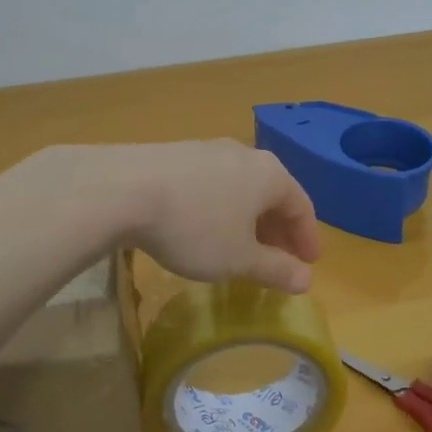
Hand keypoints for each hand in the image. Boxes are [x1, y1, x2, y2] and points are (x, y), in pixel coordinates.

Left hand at [48, 140, 321, 292]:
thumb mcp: (238, 259)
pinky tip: (202, 227)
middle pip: (271, 193)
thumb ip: (275, 269)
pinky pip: (211, 183)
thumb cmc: (195, 227)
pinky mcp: (176, 154)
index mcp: (270, 175)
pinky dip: (219, 207)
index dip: (306, 238)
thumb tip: (305, 281)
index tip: (307, 264)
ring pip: (239, 187)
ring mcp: (207, 149)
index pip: (301, 206)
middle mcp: (244, 154)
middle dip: (277, 229)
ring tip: (239, 246)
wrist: (123, 189)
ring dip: (246, 218)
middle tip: (276, 259)